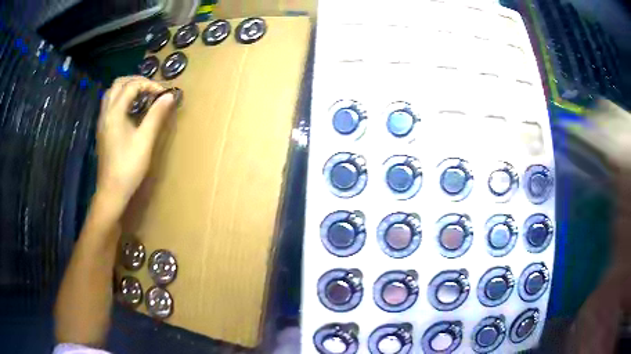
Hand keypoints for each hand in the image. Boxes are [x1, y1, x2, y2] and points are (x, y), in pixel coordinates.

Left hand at [96, 76, 175, 208]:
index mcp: (115, 113)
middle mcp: (105, 113)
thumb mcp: (145, 141)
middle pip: (118, 83)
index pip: (132, 86)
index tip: (162, 94)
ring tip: (141, 95)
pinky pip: (110, 104)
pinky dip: (121, 98)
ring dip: (127, 88)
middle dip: (136, 81)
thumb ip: (156, 115)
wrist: (111, 192)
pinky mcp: (103, 130)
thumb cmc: (128, 167)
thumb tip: (169, 96)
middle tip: (151, 88)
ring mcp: (102, 121)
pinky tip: (131, 109)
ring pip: (111, 93)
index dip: (149, 85)